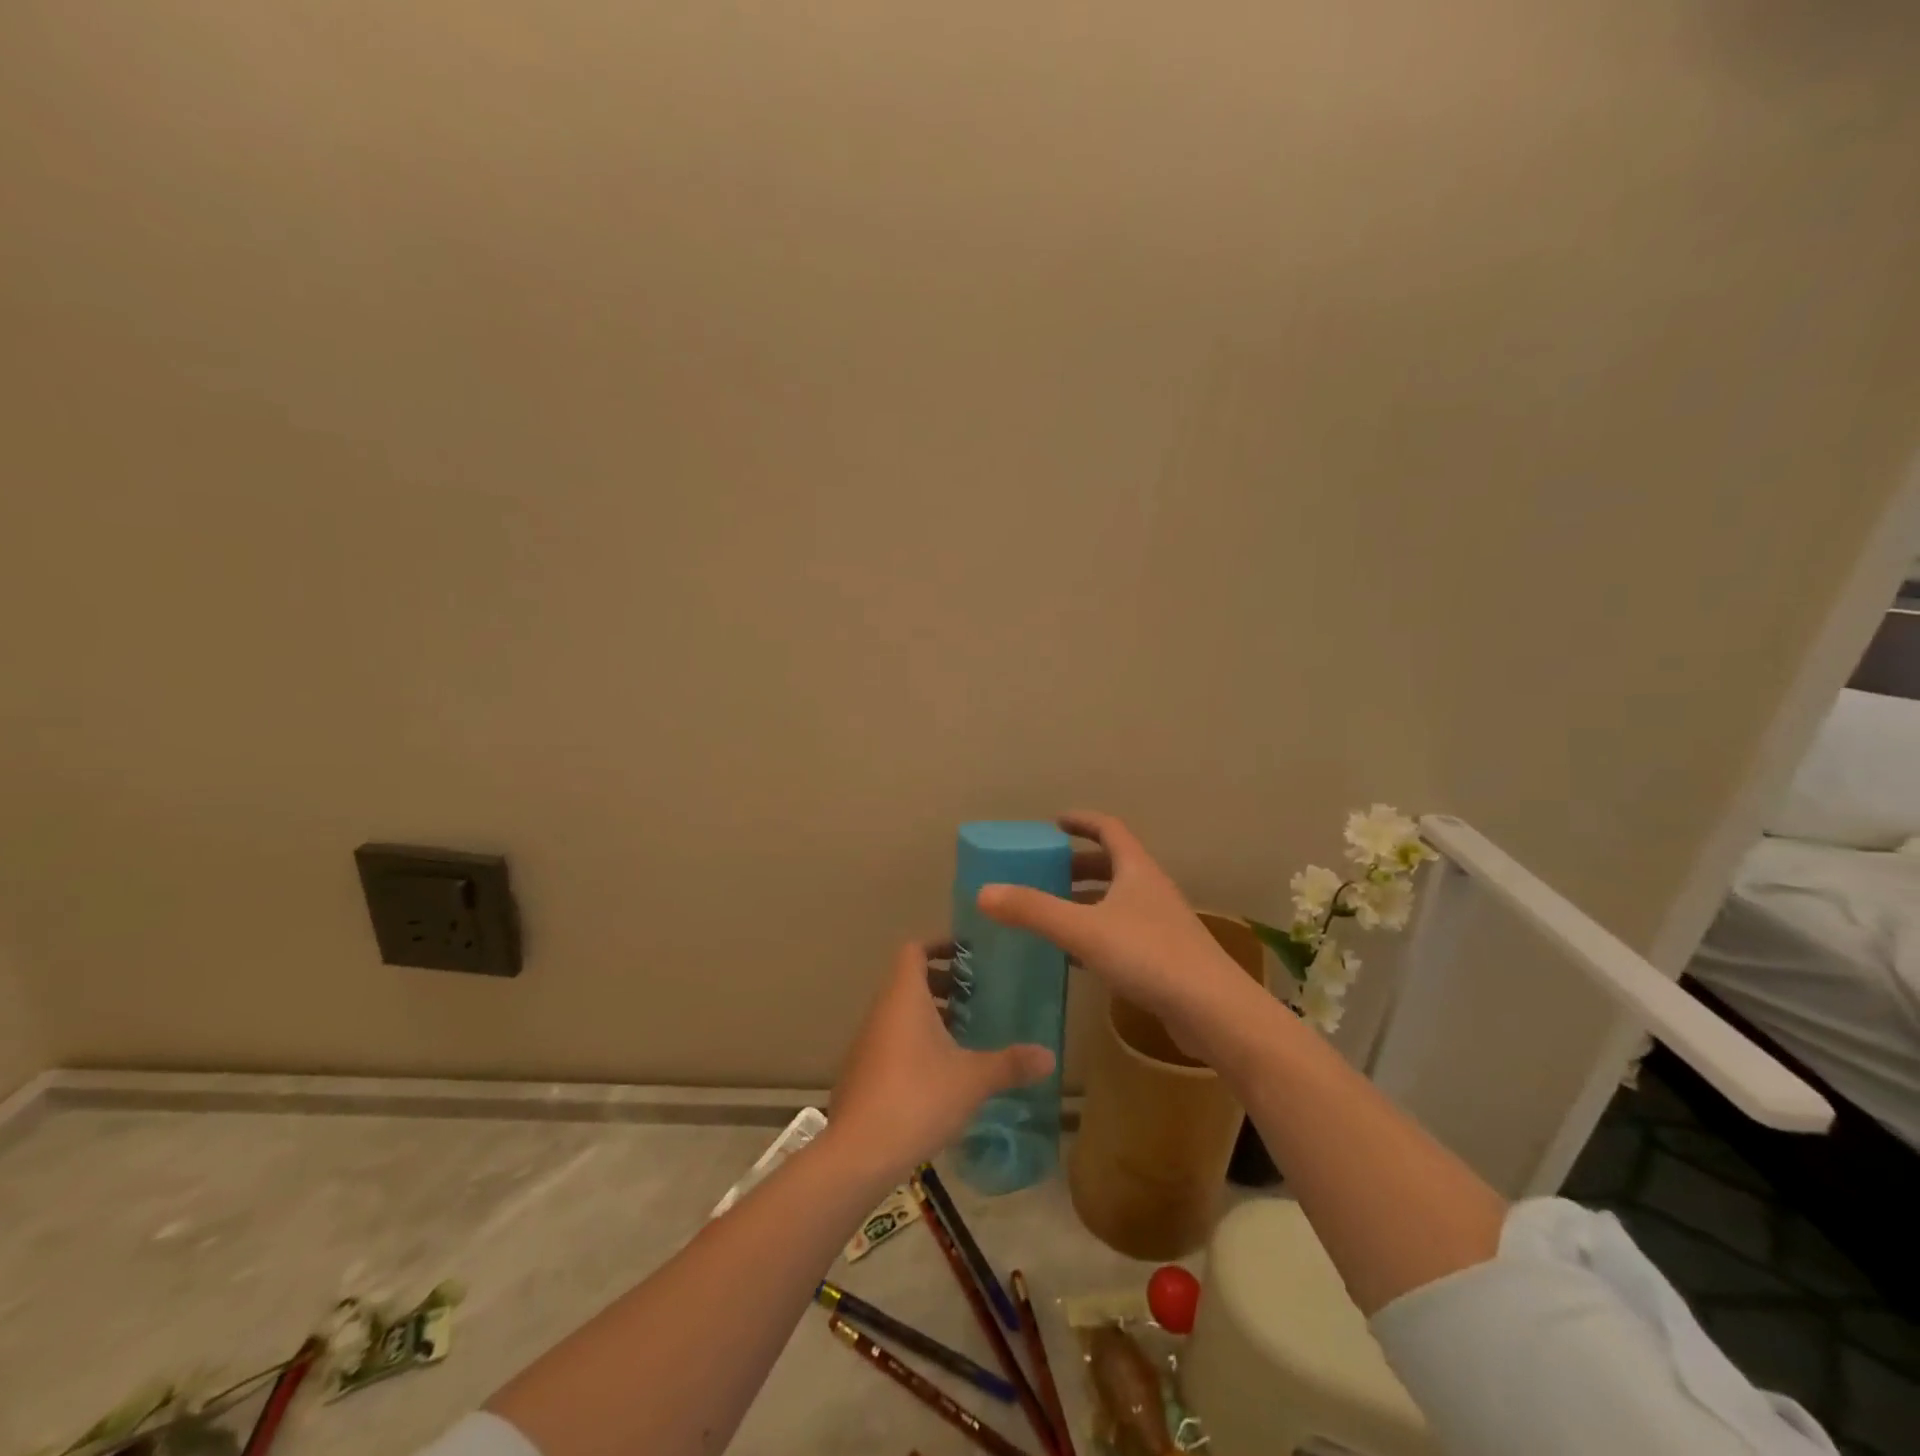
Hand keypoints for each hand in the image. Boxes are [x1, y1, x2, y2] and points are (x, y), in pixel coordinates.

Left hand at [826, 941, 1054, 1181]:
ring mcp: (867, 1042)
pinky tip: (941, 1073)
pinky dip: (915, 1042)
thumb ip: (1011, 1064)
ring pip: (900, 1013)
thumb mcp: (973, 1080)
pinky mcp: (862, 1072)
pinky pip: (892, 1040)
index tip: (969, 955)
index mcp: (904, 996)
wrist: (858, 1153)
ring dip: (930, 1015)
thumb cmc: (918, 1098)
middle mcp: (881, 1011)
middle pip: (909, 980)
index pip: (914, 950)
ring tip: (965, 1035)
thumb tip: (1050, 1055)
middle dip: (943, 984)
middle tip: (976, 998)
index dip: (940, 945)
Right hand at [977, 811, 1254, 1054]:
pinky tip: (1075, 954)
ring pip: (1118, 899)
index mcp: (1136, 870)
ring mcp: (1161, 923)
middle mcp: (1151, 889)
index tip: (1053, 823)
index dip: (1081, 821)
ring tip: (1053, 909)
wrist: (1214, 1012)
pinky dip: (1096, 931)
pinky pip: (1122, 930)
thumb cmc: (1149, 956)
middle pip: (1112, 864)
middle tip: (1044, 871)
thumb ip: (1034, 911)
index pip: (1108, 829)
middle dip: (1078, 863)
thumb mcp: (1084, 930)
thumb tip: (983, 892)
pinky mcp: (1164, 956)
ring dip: (1087, 898)